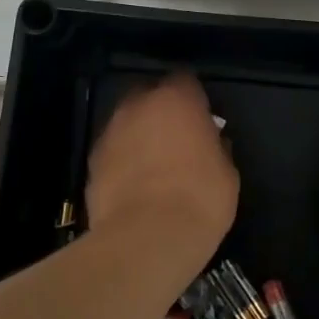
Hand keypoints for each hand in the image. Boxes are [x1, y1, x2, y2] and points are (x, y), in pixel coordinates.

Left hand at [86, 72, 237, 277]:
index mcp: (177, 100)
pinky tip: (133, 185)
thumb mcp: (227, 173)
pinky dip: (122, 161)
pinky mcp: (91, 162)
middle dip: (160, 111)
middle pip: (149, 95)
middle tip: (176, 138)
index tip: (202, 117)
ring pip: (127, 123)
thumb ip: (216, 148)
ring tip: (153, 165)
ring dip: (138, 135)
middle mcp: (139, 106)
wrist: (147, 239)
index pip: (185, 80)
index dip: (194, 98)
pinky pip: (113, 151)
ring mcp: (110, 132)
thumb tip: (211, 143)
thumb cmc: (200, 199)